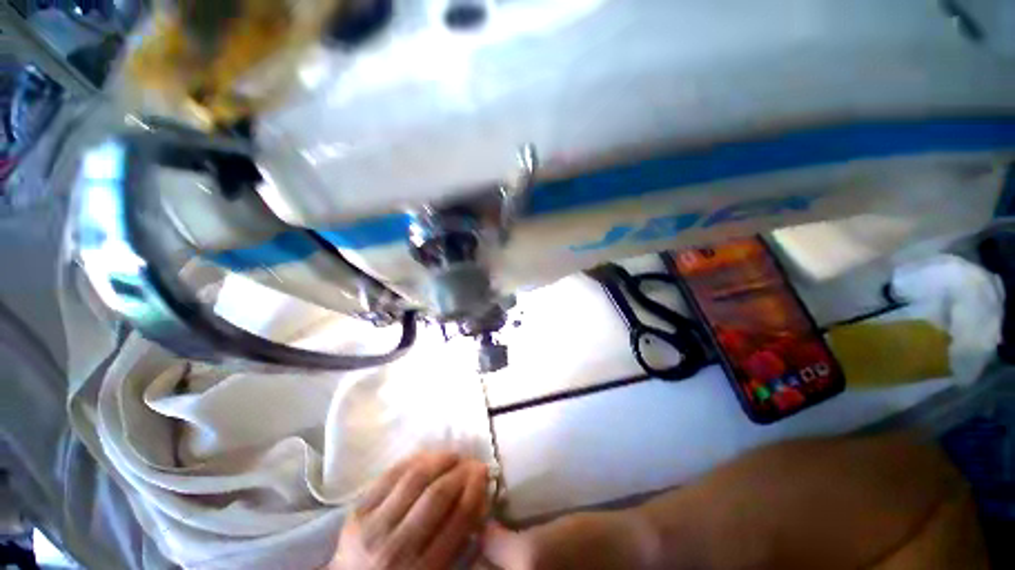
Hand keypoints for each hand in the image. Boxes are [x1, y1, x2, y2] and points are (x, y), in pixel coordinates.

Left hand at [330, 452, 488, 569]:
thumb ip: (458, 540)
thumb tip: (480, 498)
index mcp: (422, 569)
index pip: (459, 518)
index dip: (476, 488)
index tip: (485, 472)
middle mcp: (397, 547)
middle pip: (437, 494)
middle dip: (461, 471)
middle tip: (471, 460)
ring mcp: (372, 526)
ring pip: (414, 479)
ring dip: (440, 460)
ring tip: (453, 455)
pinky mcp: (356, 511)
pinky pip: (390, 475)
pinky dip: (413, 460)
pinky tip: (427, 456)